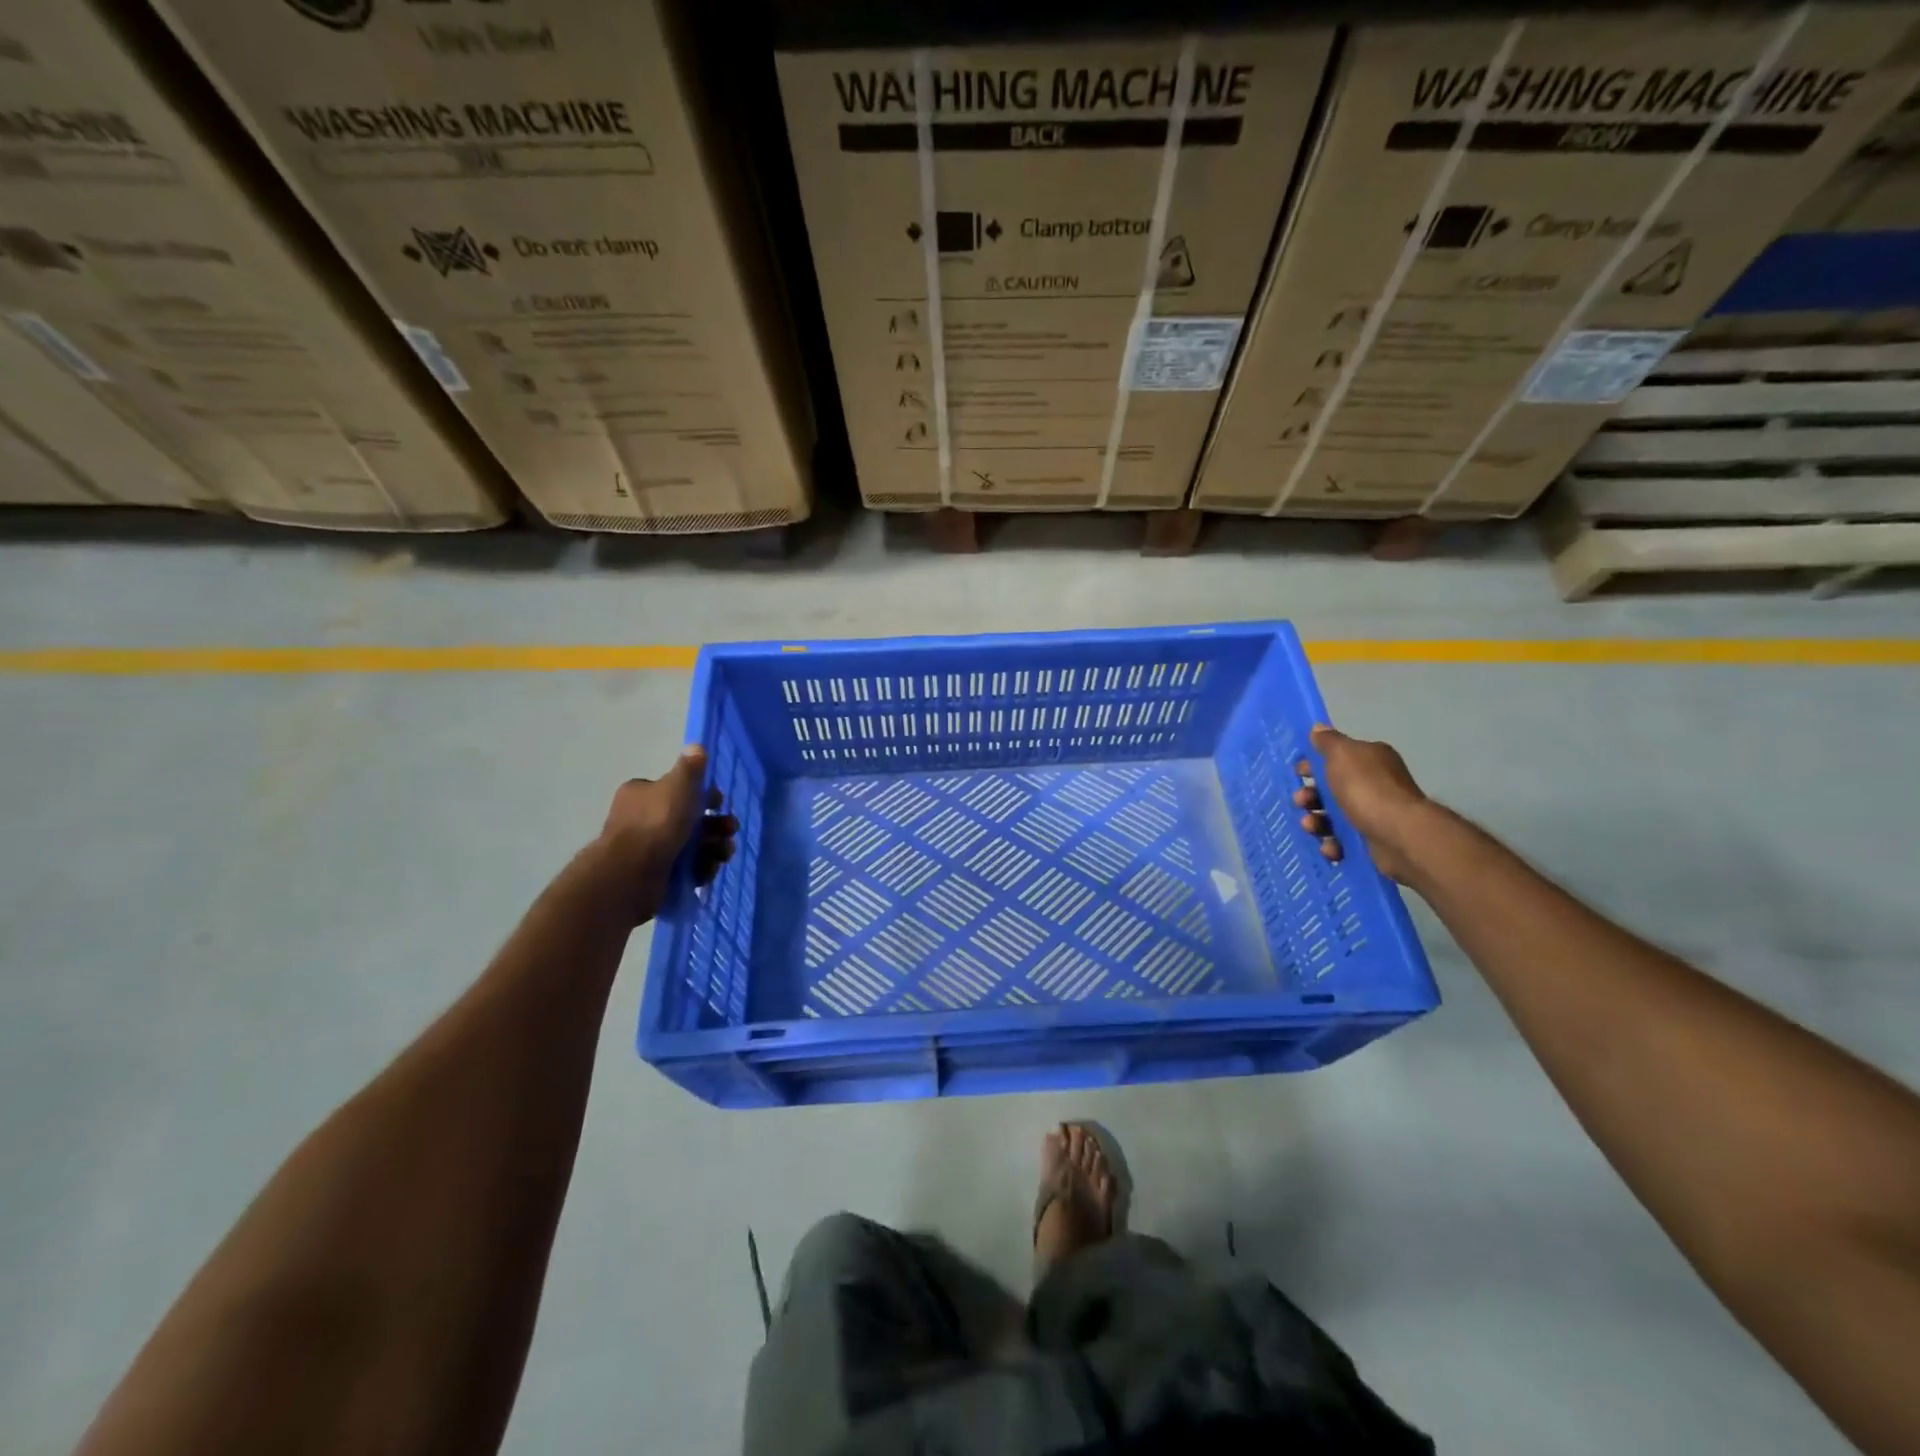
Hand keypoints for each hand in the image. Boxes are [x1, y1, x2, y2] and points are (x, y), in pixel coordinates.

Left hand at [597, 746, 737, 924]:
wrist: (631, 874)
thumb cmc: (656, 823)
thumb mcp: (678, 787)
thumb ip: (690, 768)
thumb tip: (696, 746)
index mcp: (642, 794)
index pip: (676, 790)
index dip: (701, 795)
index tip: (719, 802)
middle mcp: (642, 819)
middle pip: (688, 819)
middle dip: (714, 825)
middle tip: (730, 831)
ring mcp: (648, 849)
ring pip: (691, 845)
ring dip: (712, 848)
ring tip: (723, 854)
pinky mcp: (655, 875)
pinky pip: (685, 868)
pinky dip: (699, 869)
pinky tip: (706, 871)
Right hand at [1293, 723, 1429, 883]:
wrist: (1399, 835)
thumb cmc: (1367, 789)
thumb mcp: (1342, 755)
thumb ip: (1328, 741)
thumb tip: (1318, 728)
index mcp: (1369, 760)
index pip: (1336, 757)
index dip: (1313, 765)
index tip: (1297, 773)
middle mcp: (1374, 784)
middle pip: (1331, 789)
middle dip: (1310, 797)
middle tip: (1301, 802)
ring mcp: (1374, 814)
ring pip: (1333, 817)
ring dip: (1316, 822)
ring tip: (1311, 827)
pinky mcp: (1372, 841)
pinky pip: (1344, 841)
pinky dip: (1333, 844)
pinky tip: (1330, 847)